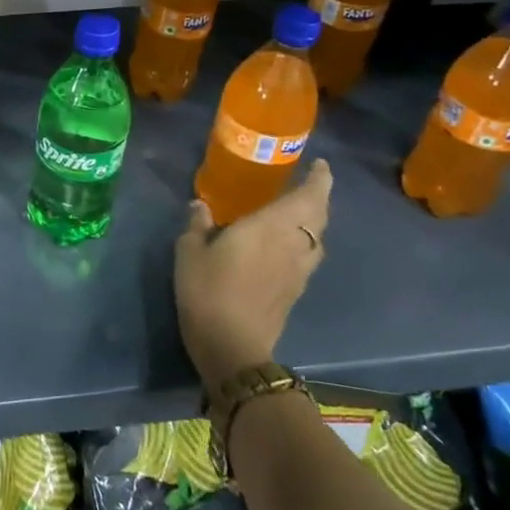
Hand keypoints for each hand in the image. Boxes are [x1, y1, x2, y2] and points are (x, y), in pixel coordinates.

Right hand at [174, 159, 331, 390]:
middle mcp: (292, 245)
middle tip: (310, 180)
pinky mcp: (296, 290)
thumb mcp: (189, 252)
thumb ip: (197, 225)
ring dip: (315, 220)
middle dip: (319, 195)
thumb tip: (200, 206)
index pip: (306, 197)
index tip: (320, 164)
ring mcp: (298, 270)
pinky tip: (288, 243)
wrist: (232, 345)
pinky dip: (306, 241)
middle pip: (318, 215)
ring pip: (317, 237)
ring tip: (299, 209)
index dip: (318, 179)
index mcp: (270, 228)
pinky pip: (309, 256)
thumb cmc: (207, 290)